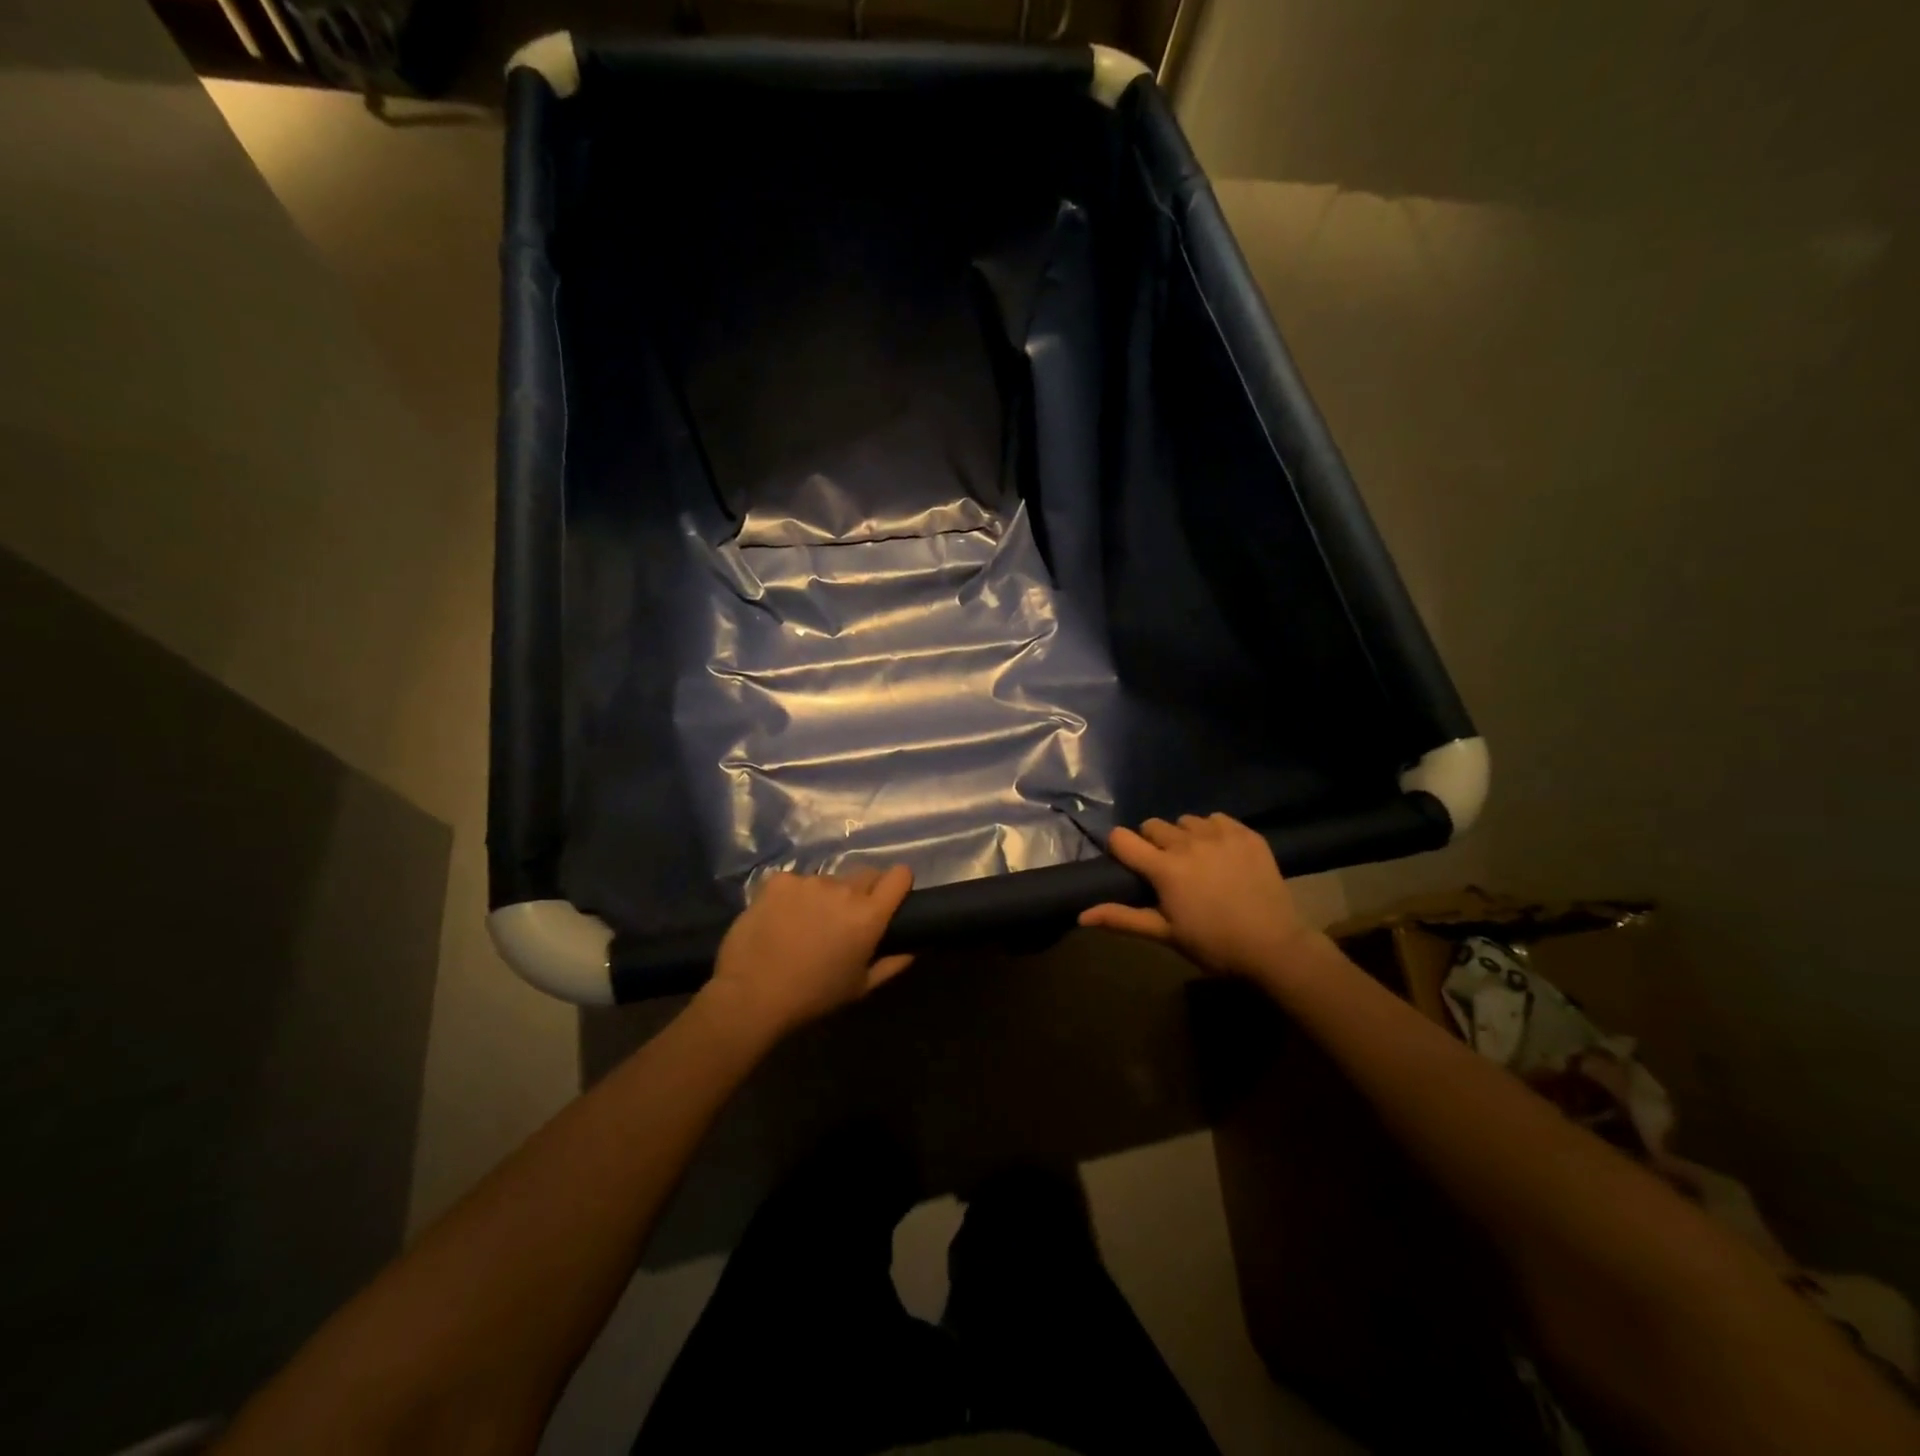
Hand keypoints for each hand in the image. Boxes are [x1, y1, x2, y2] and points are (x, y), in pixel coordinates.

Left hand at [700, 866, 915, 1041]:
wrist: (752, 994)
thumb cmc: (813, 996)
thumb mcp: (860, 987)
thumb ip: (893, 963)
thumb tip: (914, 947)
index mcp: (869, 914)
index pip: (899, 875)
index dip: (898, 884)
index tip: (890, 898)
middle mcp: (844, 889)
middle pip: (865, 875)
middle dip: (862, 892)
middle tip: (844, 920)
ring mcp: (809, 881)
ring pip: (828, 881)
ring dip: (825, 896)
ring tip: (805, 925)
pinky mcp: (780, 880)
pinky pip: (796, 882)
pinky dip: (793, 896)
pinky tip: (780, 919)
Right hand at [1078, 814, 1319, 978]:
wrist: (1275, 946)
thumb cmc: (1213, 944)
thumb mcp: (1165, 934)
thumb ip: (1122, 919)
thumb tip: (1081, 915)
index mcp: (1164, 868)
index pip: (1122, 838)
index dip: (1119, 848)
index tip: (1128, 864)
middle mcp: (1187, 843)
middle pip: (1152, 825)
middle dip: (1151, 843)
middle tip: (1166, 869)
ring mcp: (1219, 835)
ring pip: (1185, 821)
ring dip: (1182, 836)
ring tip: (1195, 860)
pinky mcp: (1245, 833)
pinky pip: (1216, 819)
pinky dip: (1212, 831)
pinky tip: (1221, 853)